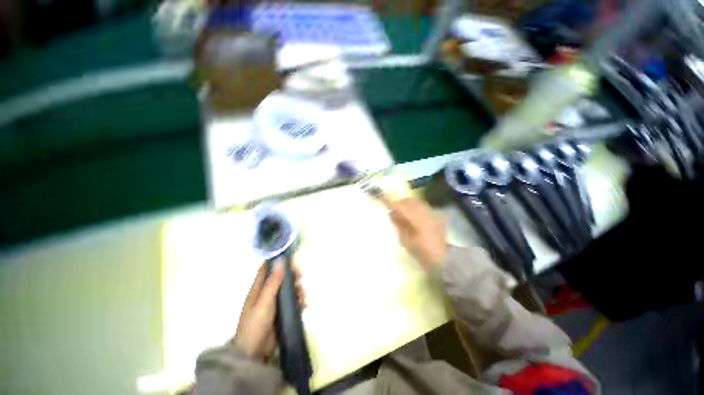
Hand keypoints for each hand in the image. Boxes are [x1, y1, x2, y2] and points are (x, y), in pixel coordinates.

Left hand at [234, 261, 305, 360]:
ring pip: (289, 289)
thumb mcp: (264, 301)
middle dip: (292, 276)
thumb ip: (273, 282)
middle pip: (281, 278)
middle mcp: (267, 294)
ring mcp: (275, 304)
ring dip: (298, 289)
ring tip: (303, 296)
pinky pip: (293, 302)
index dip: (277, 262)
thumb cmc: (255, 325)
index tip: (291, 259)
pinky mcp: (282, 313)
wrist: (254, 355)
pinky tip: (304, 305)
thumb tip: (280, 260)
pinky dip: (300, 301)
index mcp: (258, 289)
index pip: (267, 269)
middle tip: (301, 277)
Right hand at [382, 196, 447, 270]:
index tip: (382, 200)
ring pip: (417, 202)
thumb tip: (392, 213)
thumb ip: (399, 224)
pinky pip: (423, 207)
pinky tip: (414, 216)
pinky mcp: (436, 216)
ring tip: (403, 212)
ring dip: (408, 204)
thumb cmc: (422, 252)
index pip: (400, 205)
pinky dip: (416, 208)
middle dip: (400, 202)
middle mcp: (424, 212)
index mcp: (416, 218)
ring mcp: (432, 213)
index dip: (391, 202)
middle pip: (409, 200)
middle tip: (393, 209)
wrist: (444, 258)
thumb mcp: (406, 240)